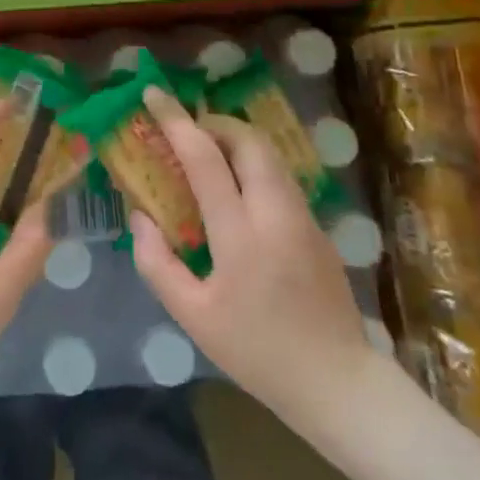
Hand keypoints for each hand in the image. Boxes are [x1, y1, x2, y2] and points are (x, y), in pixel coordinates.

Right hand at [130, 86, 375, 423]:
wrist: (339, 385)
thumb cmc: (257, 352)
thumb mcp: (193, 317)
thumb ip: (157, 262)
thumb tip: (140, 216)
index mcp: (241, 235)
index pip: (205, 158)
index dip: (176, 120)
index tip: (154, 94)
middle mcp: (276, 213)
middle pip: (248, 140)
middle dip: (214, 122)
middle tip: (186, 132)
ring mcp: (303, 217)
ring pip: (269, 154)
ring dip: (236, 140)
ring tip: (207, 155)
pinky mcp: (318, 227)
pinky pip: (281, 176)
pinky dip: (253, 164)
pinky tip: (237, 190)